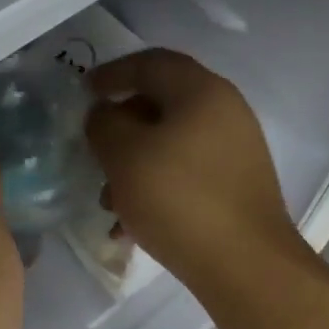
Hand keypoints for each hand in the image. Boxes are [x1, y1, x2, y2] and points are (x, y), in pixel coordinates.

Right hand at [84, 49, 303, 293]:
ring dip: (134, 166)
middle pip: (162, 105)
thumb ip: (104, 124)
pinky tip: (132, 227)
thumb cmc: (178, 199)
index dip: (113, 72)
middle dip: (121, 129)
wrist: (244, 265)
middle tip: (94, 152)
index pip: (152, 63)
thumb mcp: (124, 156)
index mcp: (202, 92)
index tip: (84, 91)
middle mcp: (226, 113)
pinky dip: (156, 188)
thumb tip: (105, 114)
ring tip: (108, 203)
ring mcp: (236, 152)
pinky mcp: (237, 187)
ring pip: (171, 145)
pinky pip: (186, 174)